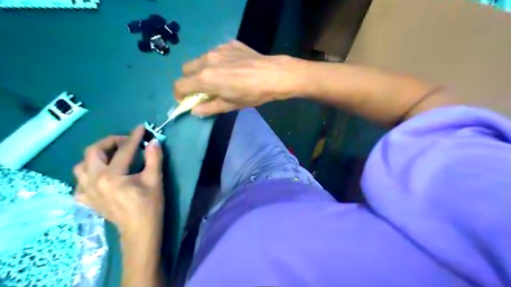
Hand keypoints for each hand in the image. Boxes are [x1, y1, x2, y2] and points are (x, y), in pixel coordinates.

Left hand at [71, 125, 161, 237]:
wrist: (139, 230)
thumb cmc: (149, 205)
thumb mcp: (154, 180)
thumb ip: (154, 158)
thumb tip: (154, 141)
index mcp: (111, 176)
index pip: (123, 151)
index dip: (134, 137)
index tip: (141, 128)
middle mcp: (93, 181)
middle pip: (93, 152)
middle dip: (110, 142)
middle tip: (126, 142)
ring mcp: (86, 191)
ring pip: (82, 165)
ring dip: (97, 155)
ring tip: (113, 155)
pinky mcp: (86, 199)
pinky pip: (80, 180)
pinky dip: (90, 172)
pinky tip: (102, 175)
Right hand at [174, 40, 300, 116]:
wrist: (273, 75)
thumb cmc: (252, 94)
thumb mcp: (230, 105)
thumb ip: (209, 108)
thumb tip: (194, 110)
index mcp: (205, 78)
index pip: (180, 85)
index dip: (179, 94)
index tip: (186, 100)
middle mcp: (207, 61)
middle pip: (186, 69)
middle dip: (189, 80)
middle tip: (202, 89)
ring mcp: (218, 50)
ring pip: (200, 59)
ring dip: (202, 69)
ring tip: (219, 77)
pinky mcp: (229, 44)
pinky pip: (215, 52)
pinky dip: (217, 61)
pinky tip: (231, 67)